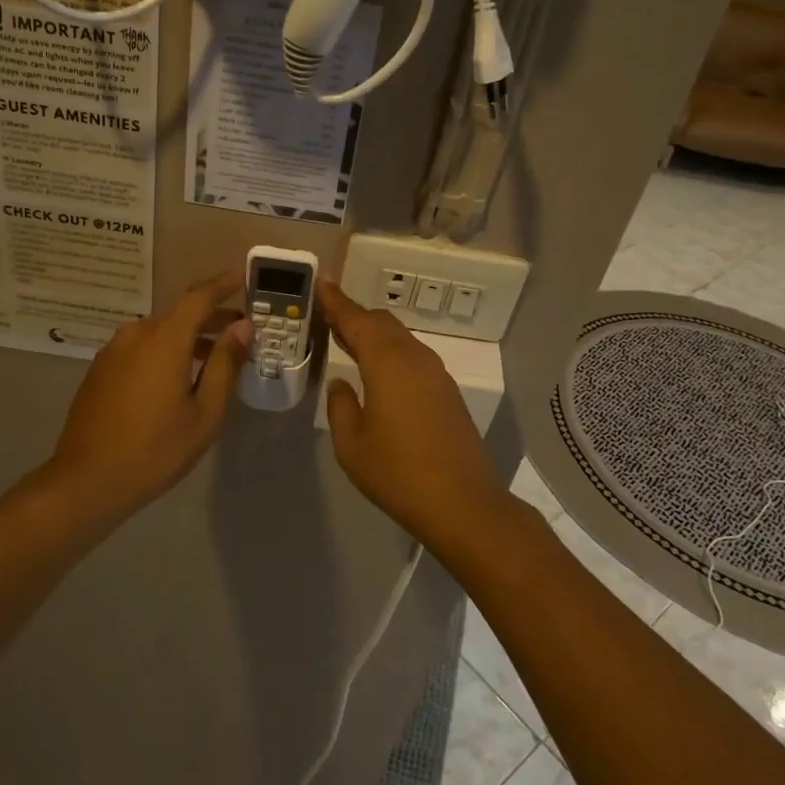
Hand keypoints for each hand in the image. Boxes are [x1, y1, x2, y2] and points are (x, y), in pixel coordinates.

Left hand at [41, 272, 252, 524]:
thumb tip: (242, 327)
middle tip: (241, 330)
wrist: (87, 480)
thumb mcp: (204, 411)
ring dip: (188, 337)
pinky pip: (140, 348)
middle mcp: (136, 334)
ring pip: (159, 332)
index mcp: (164, 339)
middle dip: (212, 317)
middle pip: (180, 314)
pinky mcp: (100, 369)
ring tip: (214, 358)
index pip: (199, 296)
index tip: (244, 277)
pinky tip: (177, 378)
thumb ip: (224, 363)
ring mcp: (113, 351)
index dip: (224, 284)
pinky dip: (164, 351)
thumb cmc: (156, 449)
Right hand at [319, 280, 512, 545]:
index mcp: (387, 362)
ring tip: (349, 343)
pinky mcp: (447, 391)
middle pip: (381, 322)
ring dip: (374, 335)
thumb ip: (341, 405)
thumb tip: (342, 383)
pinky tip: (378, 372)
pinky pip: (413, 356)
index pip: (356, 319)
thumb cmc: (398, 473)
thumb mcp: (351, 444)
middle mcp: (414, 357)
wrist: (463, 503)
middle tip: (329, 319)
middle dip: (354, 316)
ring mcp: (436, 373)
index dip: (336, 301)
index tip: (322, 282)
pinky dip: (391, 352)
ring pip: (400, 338)